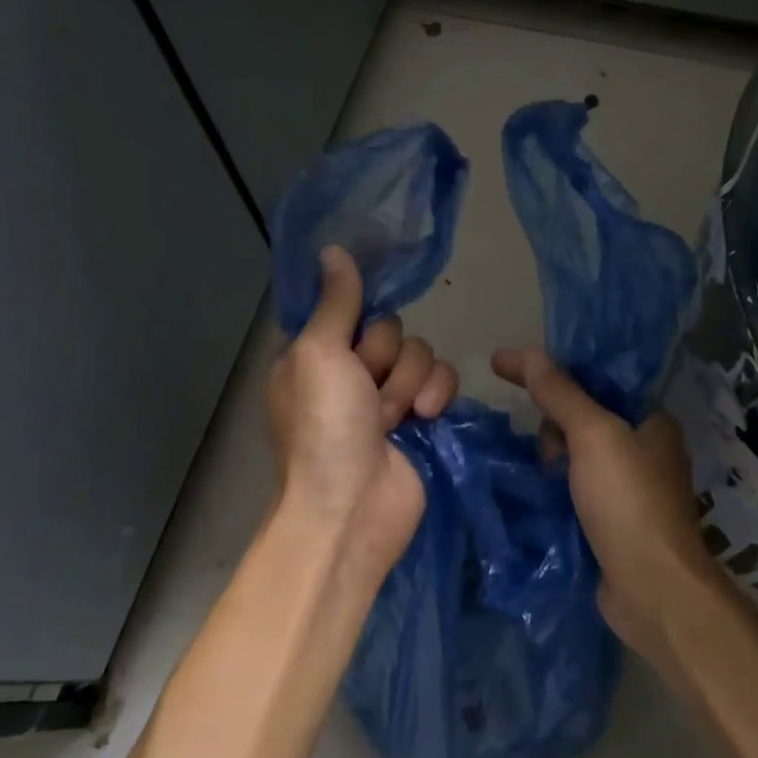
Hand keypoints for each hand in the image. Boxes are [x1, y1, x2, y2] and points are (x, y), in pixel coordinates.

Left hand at [268, 247, 458, 584]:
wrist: (354, 507)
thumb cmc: (324, 428)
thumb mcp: (318, 354)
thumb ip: (336, 302)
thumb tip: (333, 249)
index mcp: (315, 354)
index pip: (347, 306)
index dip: (361, 304)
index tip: (379, 290)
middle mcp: (350, 371)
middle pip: (391, 328)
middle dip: (386, 357)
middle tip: (368, 387)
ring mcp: (387, 396)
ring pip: (420, 352)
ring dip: (410, 382)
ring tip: (394, 417)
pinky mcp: (423, 416)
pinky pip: (443, 380)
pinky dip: (436, 396)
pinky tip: (424, 420)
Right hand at [491, 347, 716, 659]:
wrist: (652, 590)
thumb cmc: (628, 502)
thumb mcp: (593, 436)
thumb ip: (562, 393)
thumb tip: (530, 353)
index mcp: (650, 419)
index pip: (593, 378)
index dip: (549, 370)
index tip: (500, 365)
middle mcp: (643, 448)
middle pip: (580, 416)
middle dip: (553, 426)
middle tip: (550, 453)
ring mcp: (628, 488)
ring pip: (573, 454)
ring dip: (550, 460)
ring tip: (545, 479)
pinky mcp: (611, 520)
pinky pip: (572, 486)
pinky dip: (553, 486)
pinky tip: (535, 493)